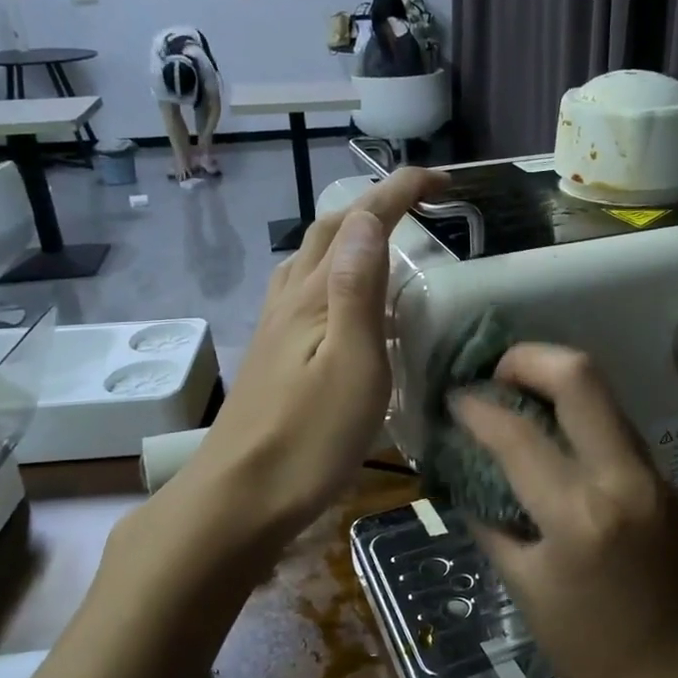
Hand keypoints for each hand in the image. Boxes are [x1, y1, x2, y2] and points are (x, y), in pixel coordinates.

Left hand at [166, 166, 446, 550]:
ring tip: (381, 240)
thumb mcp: (351, 365)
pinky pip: (300, 289)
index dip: (397, 192)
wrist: (238, 499)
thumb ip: (358, 290)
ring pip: (308, 259)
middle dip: (372, 204)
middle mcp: (290, 301)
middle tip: (418, 204)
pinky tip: (337, 299)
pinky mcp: (270, 355)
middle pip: (327, 232)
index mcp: (315, 297)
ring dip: (345, 233)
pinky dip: (327, 269)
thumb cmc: (308, 439)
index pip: (358, 224)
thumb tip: (368, 218)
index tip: (440, 178)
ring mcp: (273, 328)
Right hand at [453, 345, 677, 677]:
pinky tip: (550, 433)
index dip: (476, 408)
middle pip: (579, 376)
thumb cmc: (594, 649)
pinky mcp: (662, 476)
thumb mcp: (526, 591)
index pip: (517, 434)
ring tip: (514, 398)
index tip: (452, 400)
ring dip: (554, 380)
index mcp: (580, 514)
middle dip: (527, 358)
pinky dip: (576, 412)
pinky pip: (612, 422)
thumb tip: (465, 478)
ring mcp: (650, 470)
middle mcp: (621, 475)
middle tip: (493, 376)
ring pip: (601, 392)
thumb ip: (491, 524)